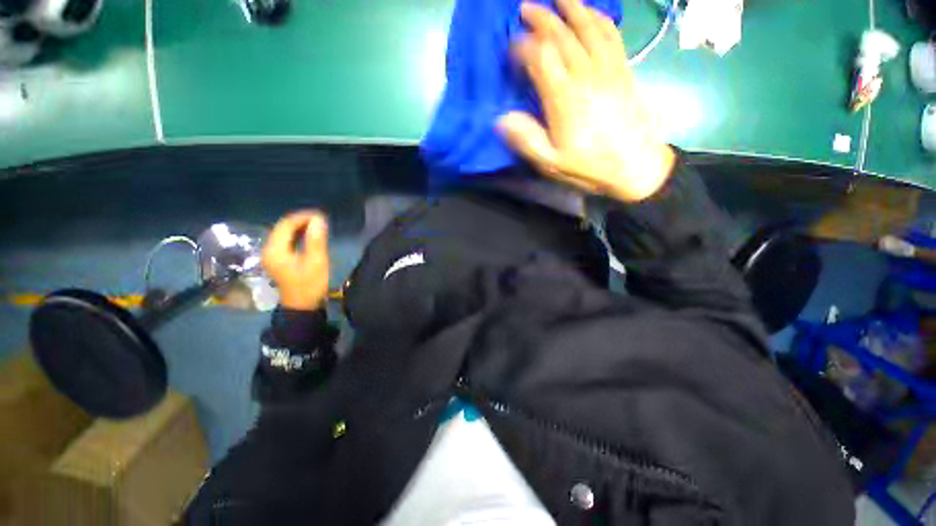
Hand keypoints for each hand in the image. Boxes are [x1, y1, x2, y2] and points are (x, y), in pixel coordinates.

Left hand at [262, 211, 329, 310]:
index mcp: (275, 249)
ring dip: (300, 227)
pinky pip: (287, 241)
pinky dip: (298, 235)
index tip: (321, 215)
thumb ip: (316, 240)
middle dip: (301, 220)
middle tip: (321, 219)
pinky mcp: (279, 259)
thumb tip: (319, 219)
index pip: (286, 224)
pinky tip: (310, 235)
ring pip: (284, 233)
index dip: (302, 217)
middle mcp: (269, 249)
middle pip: (283, 227)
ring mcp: (273, 255)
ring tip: (318, 225)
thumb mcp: (316, 262)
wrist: (302, 306)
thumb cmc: (309, 285)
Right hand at [497, 0, 675, 201]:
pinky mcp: (624, 70)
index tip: (511, 46)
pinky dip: (600, 19)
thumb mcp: (552, 163)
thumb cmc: (590, 167)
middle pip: (563, 35)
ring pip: (589, 27)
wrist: (637, 168)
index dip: (523, 47)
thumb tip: (502, 118)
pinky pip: (612, 36)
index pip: (541, 58)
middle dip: (542, 18)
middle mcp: (586, 75)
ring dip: (572, 8)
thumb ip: (527, 140)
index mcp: (565, 99)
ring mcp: (609, 69)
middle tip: (525, 8)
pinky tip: (592, 13)